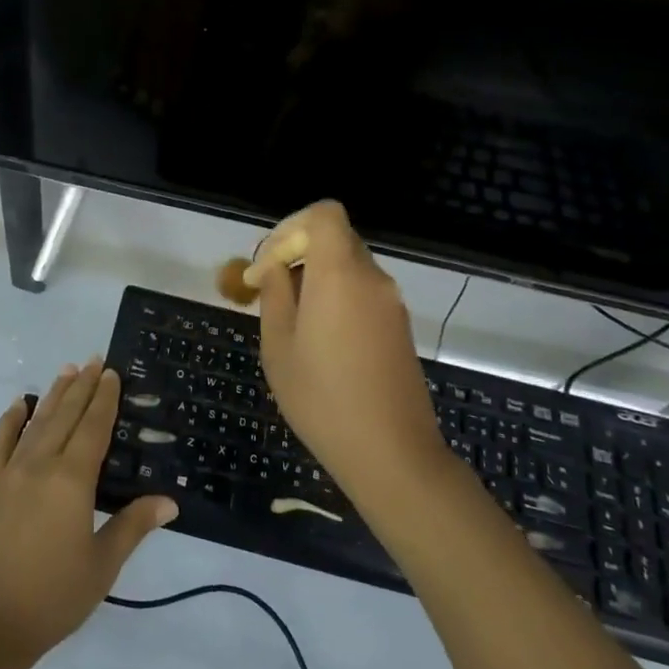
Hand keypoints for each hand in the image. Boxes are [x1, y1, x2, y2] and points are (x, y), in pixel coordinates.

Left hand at [0, 358, 177, 667]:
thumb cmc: (51, 598)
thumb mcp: (101, 566)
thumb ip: (132, 526)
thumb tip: (169, 501)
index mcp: (72, 481)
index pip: (93, 428)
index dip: (104, 399)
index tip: (112, 373)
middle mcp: (41, 465)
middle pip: (66, 416)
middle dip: (83, 386)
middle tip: (94, 360)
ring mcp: (9, 472)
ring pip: (37, 422)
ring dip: (54, 395)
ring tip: (67, 370)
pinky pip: (0, 442)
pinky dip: (11, 419)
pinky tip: (20, 403)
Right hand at [252, 201, 445, 494]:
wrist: (392, 454)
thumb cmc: (323, 398)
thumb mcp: (279, 346)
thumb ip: (274, 294)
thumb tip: (275, 267)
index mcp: (340, 273)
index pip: (324, 214)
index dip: (291, 226)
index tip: (268, 263)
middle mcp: (372, 278)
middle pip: (335, 238)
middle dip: (297, 252)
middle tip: (268, 288)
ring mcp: (391, 302)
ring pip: (348, 266)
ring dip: (316, 276)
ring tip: (289, 319)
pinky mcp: (400, 326)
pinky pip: (363, 291)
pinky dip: (337, 296)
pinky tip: (319, 339)